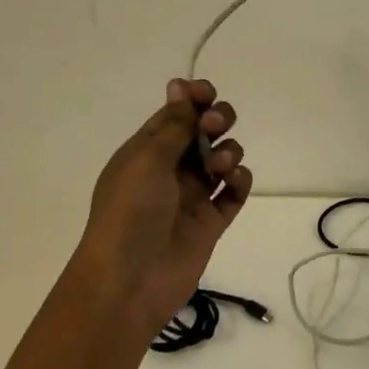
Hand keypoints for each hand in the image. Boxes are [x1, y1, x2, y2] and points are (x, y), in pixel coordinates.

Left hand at [70, 78, 252, 342]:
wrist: (128, 282)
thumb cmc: (129, 212)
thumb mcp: (147, 159)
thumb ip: (174, 124)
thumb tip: (180, 86)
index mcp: (148, 151)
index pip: (176, 113)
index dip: (194, 98)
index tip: (206, 93)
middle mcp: (171, 169)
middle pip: (205, 131)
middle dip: (217, 120)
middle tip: (214, 126)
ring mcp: (193, 195)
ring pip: (223, 158)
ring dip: (229, 150)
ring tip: (221, 166)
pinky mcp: (212, 221)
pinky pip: (235, 192)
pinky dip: (240, 180)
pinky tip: (234, 181)